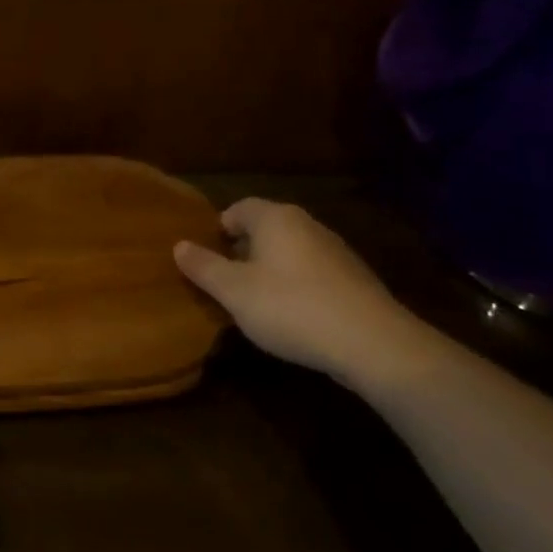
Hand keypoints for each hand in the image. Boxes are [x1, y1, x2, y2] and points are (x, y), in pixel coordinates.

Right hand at [174, 199, 432, 385]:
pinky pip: (312, 274)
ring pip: (290, 252)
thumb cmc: (291, 308)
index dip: (218, 230)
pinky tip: (293, 317)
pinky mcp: (355, 279)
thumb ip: (204, 267)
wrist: (373, 343)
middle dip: (243, 251)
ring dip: (270, 271)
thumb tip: (179, 245)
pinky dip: (297, 287)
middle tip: (225, 282)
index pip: (238, 208)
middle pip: (265, 229)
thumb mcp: (234, 292)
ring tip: (256, 303)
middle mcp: (307, 224)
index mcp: (275, 218)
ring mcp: (335, 251)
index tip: (206, 259)